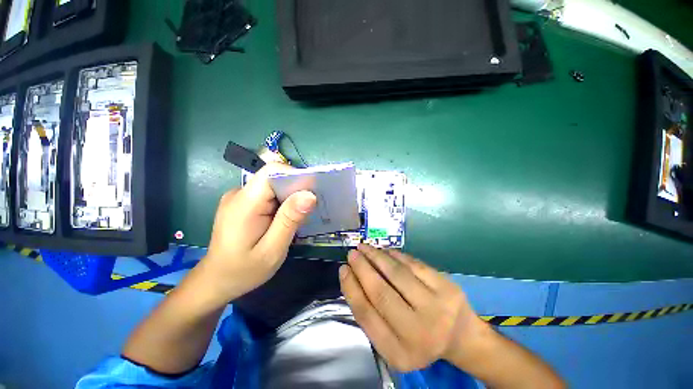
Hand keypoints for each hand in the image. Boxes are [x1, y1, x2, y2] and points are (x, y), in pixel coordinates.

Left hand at [200, 163, 316, 304]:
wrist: (216, 281)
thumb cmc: (243, 270)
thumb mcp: (272, 250)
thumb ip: (290, 220)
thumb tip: (310, 195)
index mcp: (245, 203)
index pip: (272, 172)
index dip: (295, 176)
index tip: (312, 191)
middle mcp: (240, 193)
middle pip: (274, 178)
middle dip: (296, 189)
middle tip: (309, 209)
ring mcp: (240, 198)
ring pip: (273, 186)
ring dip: (290, 197)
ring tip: (299, 216)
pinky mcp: (243, 204)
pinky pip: (268, 194)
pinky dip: (282, 202)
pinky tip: (286, 219)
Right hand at [339, 244, 486, 371]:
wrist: (461, 337)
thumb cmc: (419, 339)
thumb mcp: (392, 340)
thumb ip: (371, 315)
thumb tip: (352, 278)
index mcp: (400, 352)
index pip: (367, 315)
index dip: (351, 288)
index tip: (343, 270)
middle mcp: (419, 333)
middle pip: (381, 293)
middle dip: (362, 268)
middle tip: (352, 253)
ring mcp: (437, 308)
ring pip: (397, 273)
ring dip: (377, 256)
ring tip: (365, 247)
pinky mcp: (447, 287)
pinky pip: (413, 264)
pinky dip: (395, 255)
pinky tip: (385, 250)